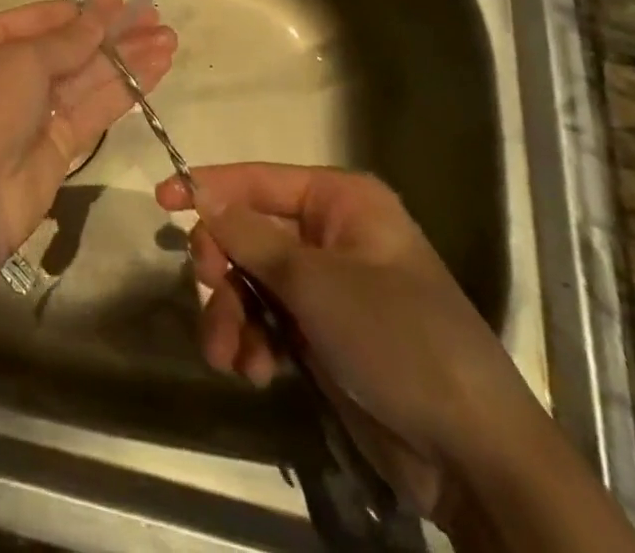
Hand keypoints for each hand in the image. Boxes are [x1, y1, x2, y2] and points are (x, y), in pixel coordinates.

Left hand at [0, 0, 175, 261]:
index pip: (43, 18)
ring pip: (88, 75)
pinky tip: (157, 69)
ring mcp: (36, 108)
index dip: (84, 10)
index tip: (124, 2)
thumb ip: (69, 38)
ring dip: (127, 58)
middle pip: (70, 46)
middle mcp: (9, 70)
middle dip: (113, 34)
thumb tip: (104, 11)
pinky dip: (126, 88)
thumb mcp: (23, 60)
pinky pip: (95, 106)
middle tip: (157, 19)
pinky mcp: (60, 141)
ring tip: (169, 40)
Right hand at [157, 164, 549, 521]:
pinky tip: (253, 372)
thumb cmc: (397, 338)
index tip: (161, 201)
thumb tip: (202, 195)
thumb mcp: (316, 283)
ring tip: (228, 355)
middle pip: (249, 233)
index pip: (258, 179)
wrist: (473, 454)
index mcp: (340, 202)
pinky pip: (268, 322)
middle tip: (210, 292)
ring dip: (232, 315)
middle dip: (224, 268)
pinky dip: (252, 343)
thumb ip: (251, 236)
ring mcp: (327, 288)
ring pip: (252, 282)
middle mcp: (331, 236)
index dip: (208, 187)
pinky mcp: (323, 335)